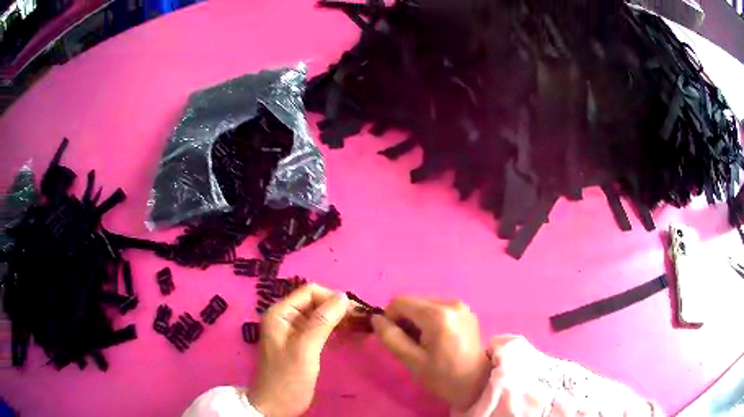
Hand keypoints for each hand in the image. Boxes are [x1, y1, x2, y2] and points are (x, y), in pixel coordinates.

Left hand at [248, 284, 349, 416]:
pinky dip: (337, 330)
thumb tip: (342, 296)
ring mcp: (294, 330)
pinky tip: (353, 335)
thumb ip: (322, 322)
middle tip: (363, 321)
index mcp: (280, 313)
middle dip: (339, 309)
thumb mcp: (305, 350)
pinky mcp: (302, 343)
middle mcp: (286, 317)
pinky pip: (321, 329)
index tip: (354, 313)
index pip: (310, 292)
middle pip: (316, 302)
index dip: (332, 298)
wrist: (277, 405)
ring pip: (321, 316)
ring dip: (341, 320)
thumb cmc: (288, 378)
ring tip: (362, 328)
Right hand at [371, 297, 490, 410]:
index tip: (393, 338)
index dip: (389, 317)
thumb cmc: (443, 377)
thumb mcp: (412, 361)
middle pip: (413, 301)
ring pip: (424, 304)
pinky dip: (429, 320)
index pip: (400, 302)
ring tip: (423, 343)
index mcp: (438, 315)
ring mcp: (460, 305)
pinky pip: (437, 308)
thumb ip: (391, 337)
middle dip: (404, 319)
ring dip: (416, 320)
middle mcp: (450, 302)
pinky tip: (436, 339)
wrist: (477, 383)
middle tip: (409, 344)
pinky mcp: (465, 311)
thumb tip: (375, 319)